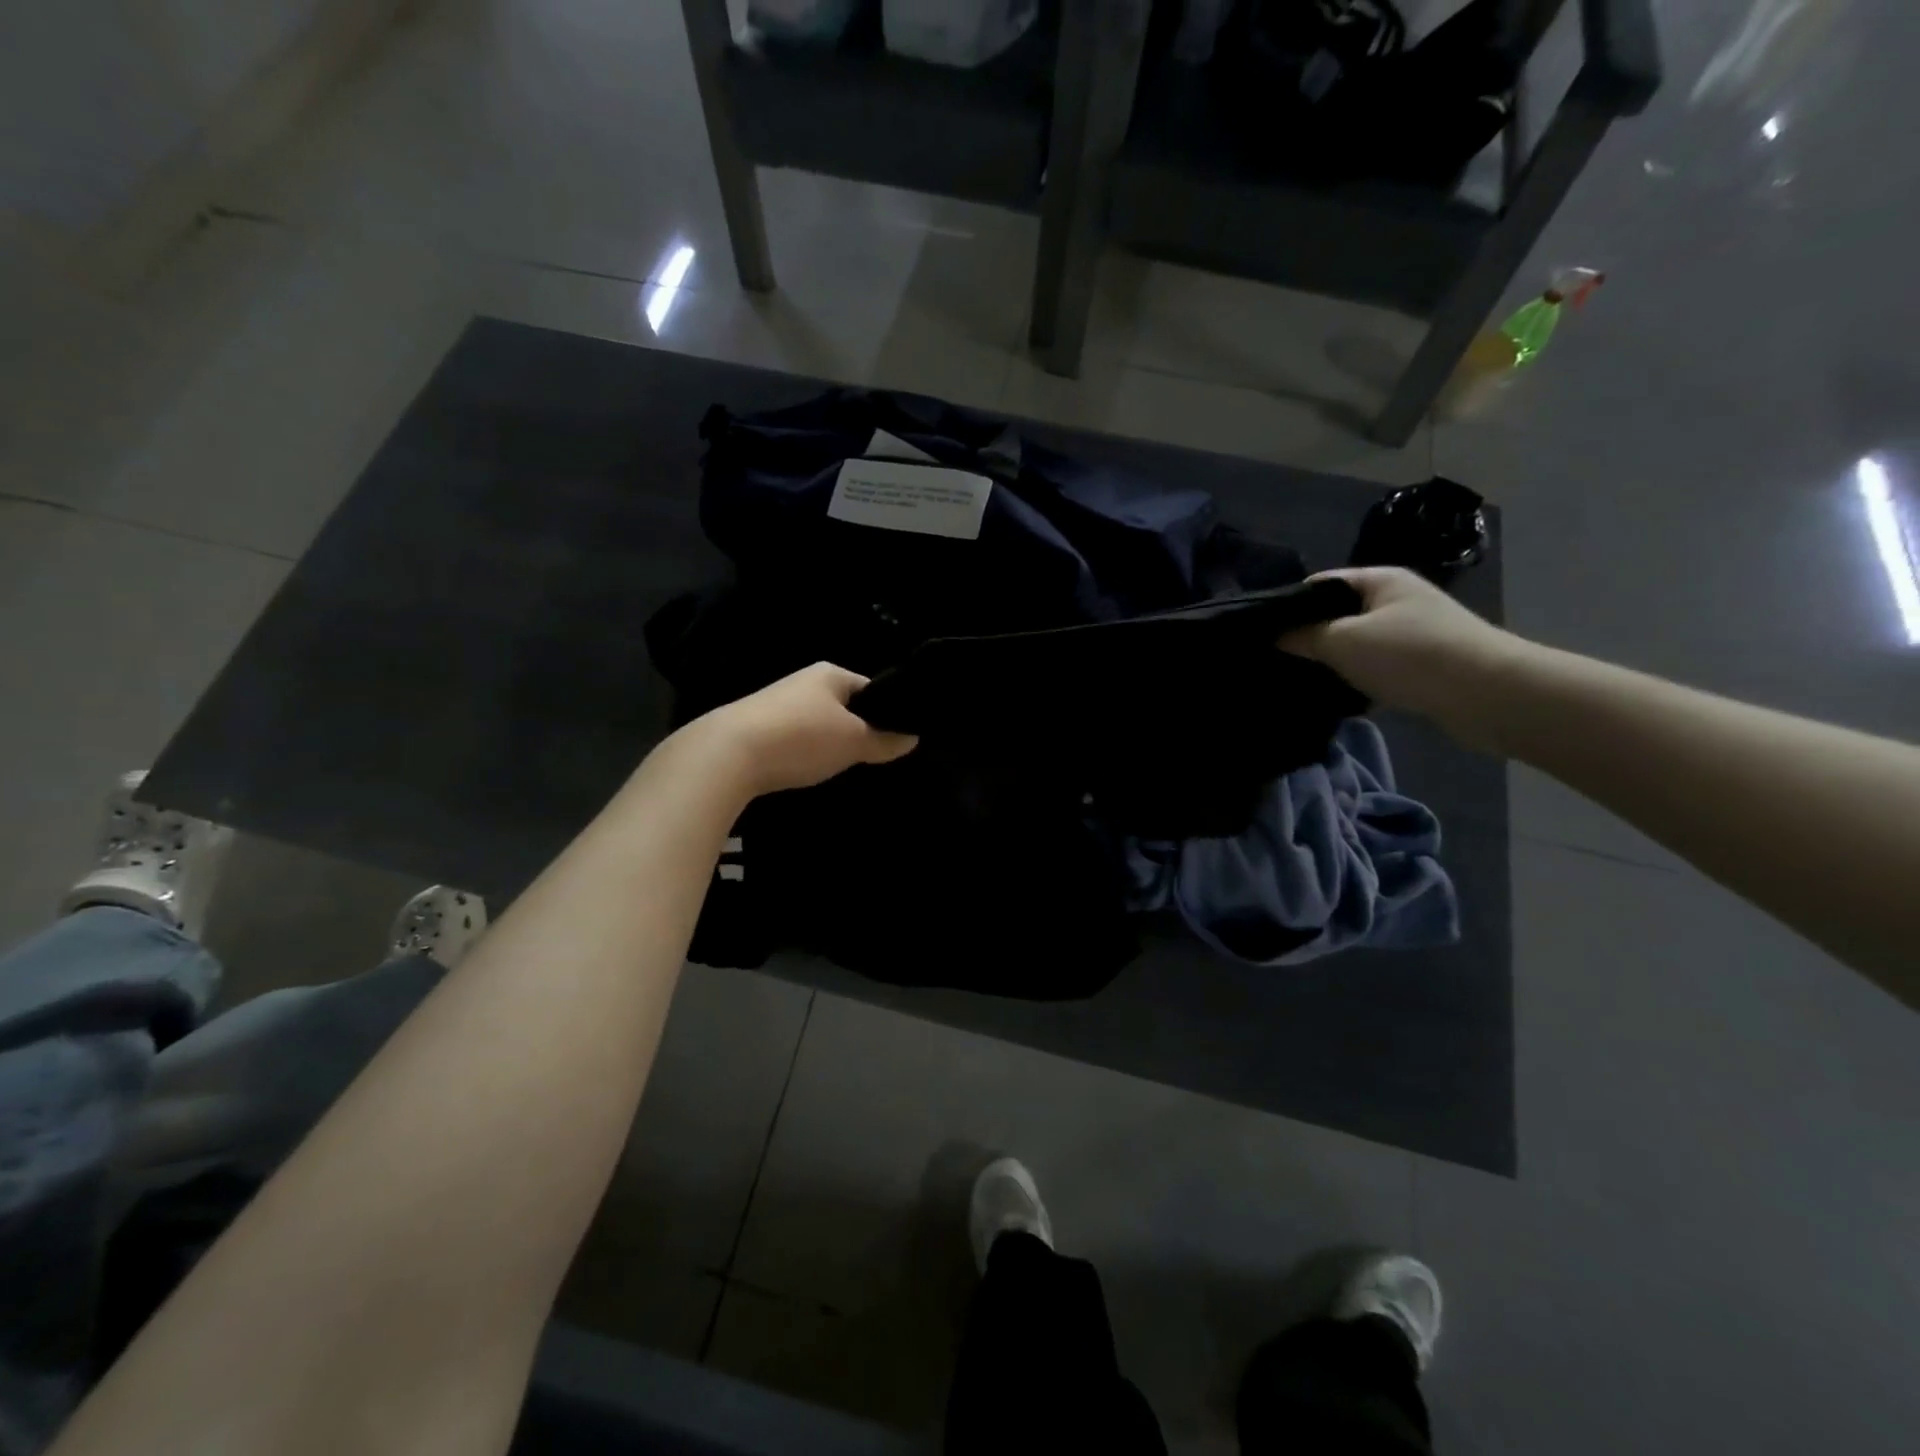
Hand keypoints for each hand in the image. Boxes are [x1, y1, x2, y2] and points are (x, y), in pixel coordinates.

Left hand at [688, 662, 917, 798]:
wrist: (728, 754)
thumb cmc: (801, 737)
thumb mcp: (854, 741)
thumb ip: (885, 740)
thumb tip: (912, 737)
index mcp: (830, 673)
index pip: (872, 688)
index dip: (889, 712)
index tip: (898, 739)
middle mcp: (804, 681)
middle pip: (845, 707)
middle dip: (859, 730)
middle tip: (874, 758)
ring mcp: (778, 704)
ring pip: (820, 724)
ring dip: (831, 744)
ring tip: (842, 768)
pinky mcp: (758, 728)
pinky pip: (796, 739)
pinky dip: (806, 753)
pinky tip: (808, 771)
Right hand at [1279, 568, 1524, 738]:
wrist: (1487, 694)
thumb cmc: (1409, 655)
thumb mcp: (1343, 642)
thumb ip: (1304, 636)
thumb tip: (1274, 635)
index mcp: (1379, 580)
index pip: (1321, 584)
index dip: (1289, 604)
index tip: (1261, 631)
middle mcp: (1398, 599)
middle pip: (1339, 614)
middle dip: (1310, 636)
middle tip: (1276, 659)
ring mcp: (1413, 632)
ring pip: (1358, 643)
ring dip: (1335, 661)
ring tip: (1300, 679)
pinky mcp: (1423, 664)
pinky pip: (1377, 666)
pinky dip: (1358, 678)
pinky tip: (1337, 695)